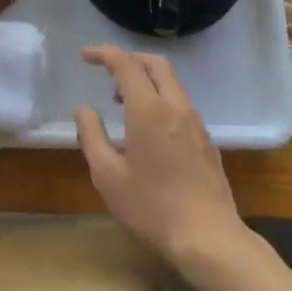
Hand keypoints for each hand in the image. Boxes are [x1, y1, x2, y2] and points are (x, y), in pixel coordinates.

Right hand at [73, 45, 249, 271]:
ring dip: (145, 79)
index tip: (85, 56)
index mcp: (149, 109)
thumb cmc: (151, 207)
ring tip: (121, 101)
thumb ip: (91, 135)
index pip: (126, 64)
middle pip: (155, 64)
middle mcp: (175, 105)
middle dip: (129, 58)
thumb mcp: (107, 175)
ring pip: (170, 82)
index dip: (104, 54)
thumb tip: (83, 108)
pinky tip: (147, 127)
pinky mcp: (206, 138)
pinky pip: (180, 102)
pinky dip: (160, 98)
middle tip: (106, 69)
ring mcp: (195, 121)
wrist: (208, 236)